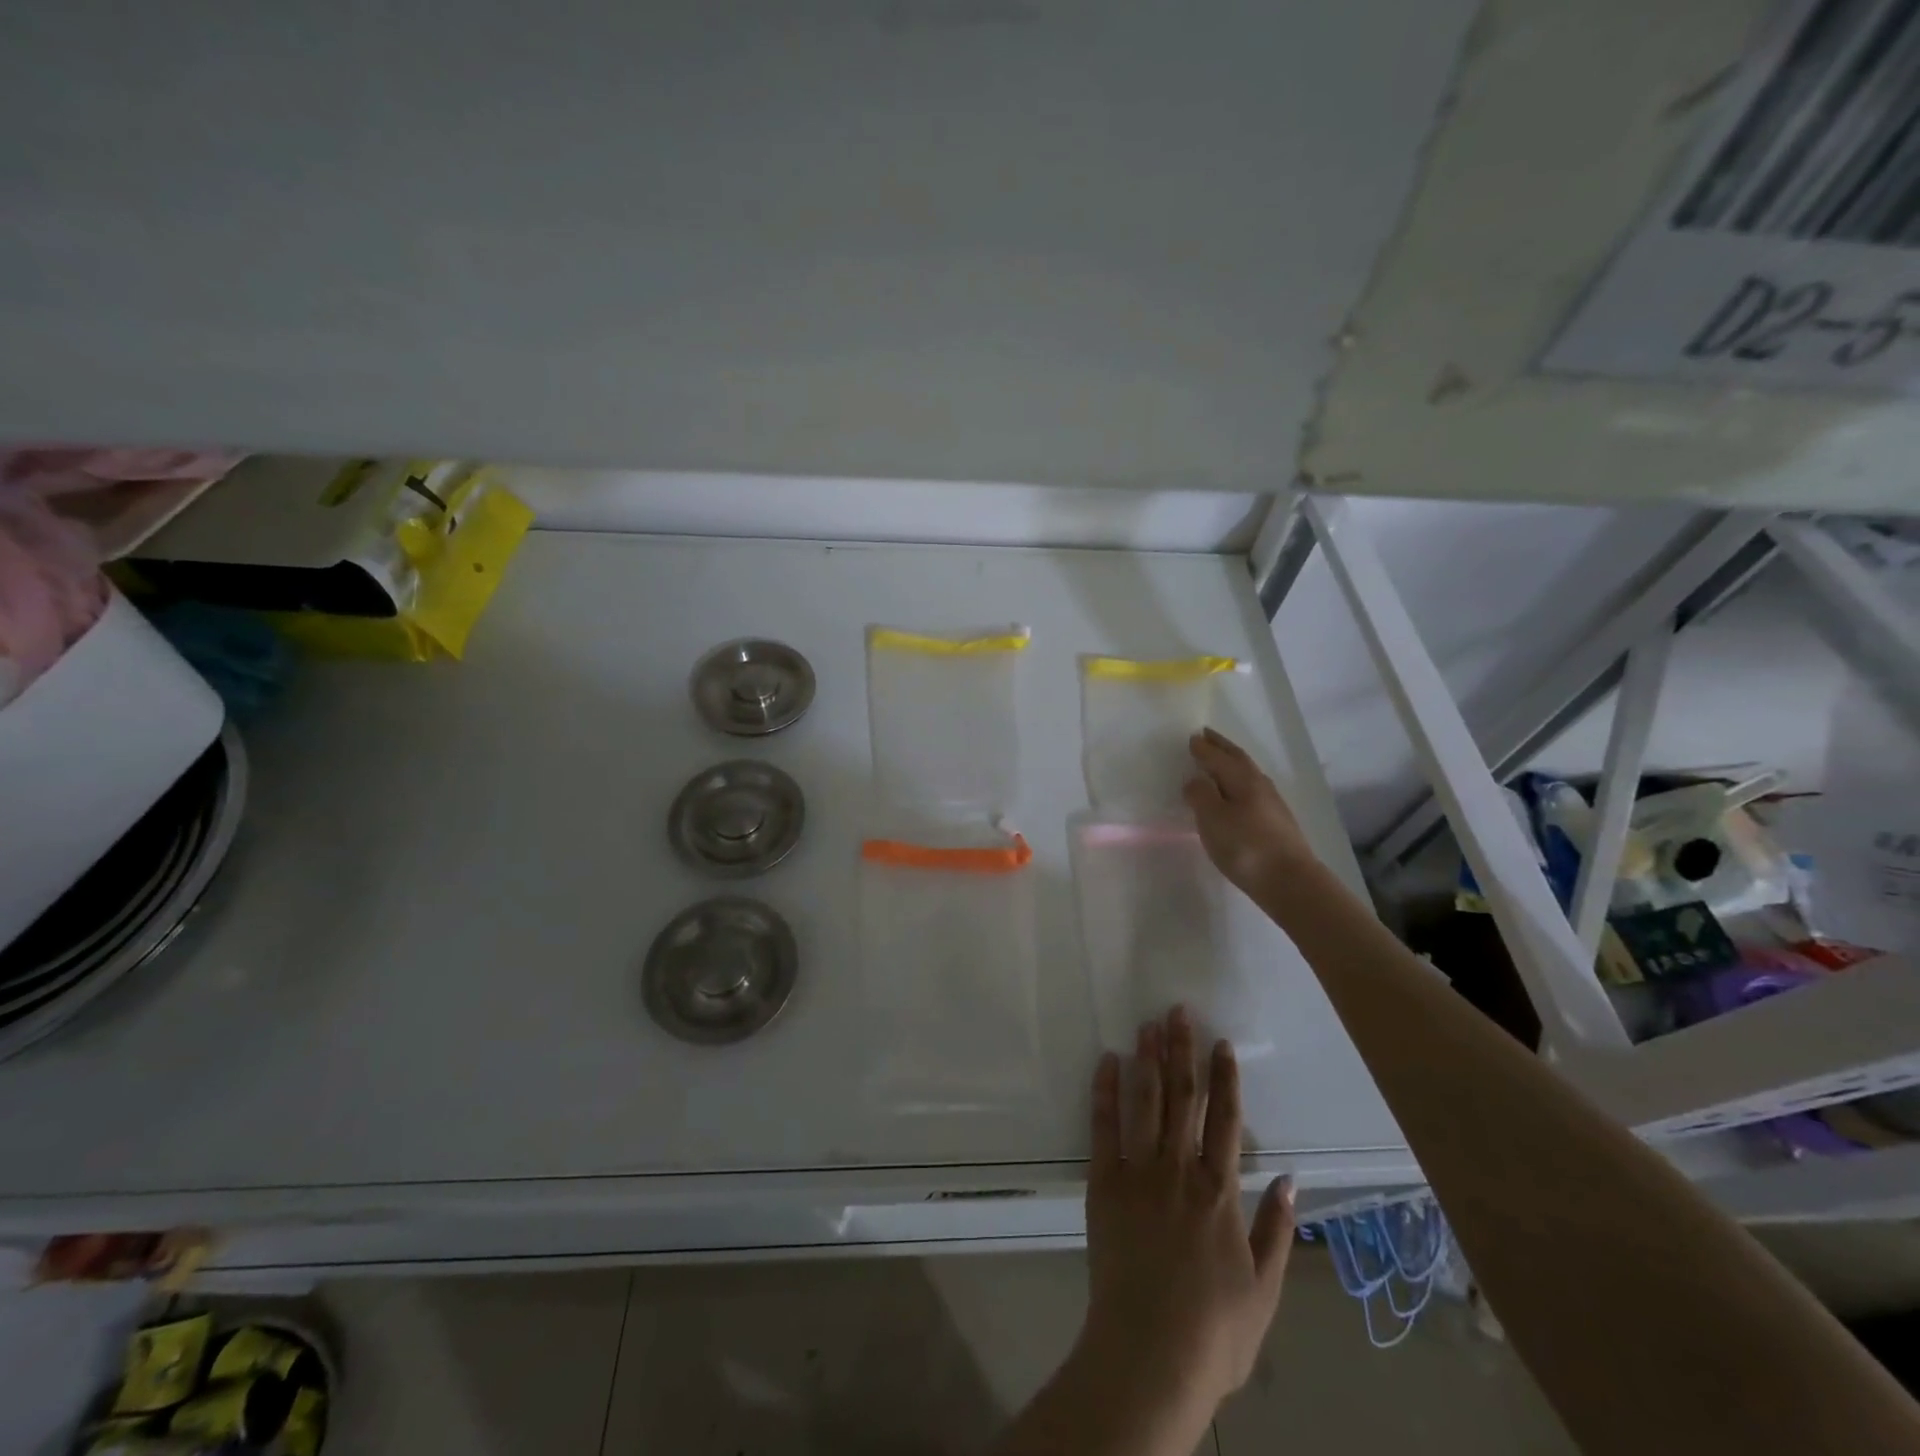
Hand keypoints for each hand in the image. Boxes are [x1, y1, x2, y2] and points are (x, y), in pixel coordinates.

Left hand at [1080, 1007, 1294, 1415]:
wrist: (1149, 1355)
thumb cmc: (1214, 1332)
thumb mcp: (1264, 1289)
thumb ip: (1276, 1230)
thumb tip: (1291, 1179)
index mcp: (1220, 1192)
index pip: (1225, 1120)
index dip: (1225, 1079)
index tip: (1222, 1043)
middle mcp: (1179, 1170)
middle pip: (1182, 1098)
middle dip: (1181, 1051)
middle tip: (1178, 1010)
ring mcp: (1138, 1173)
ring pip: (1145, 1102)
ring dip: (1147, 1059)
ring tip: (1147, 1024)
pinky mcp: (1103, 1184)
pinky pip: (1103, 1128)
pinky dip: (1105, 1092)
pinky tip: (1107, 1062)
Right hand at [1184, 728, 1316, 899]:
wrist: (1290, 882)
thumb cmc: (1245, 846)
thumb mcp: (1212, 819)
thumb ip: (1200, 795)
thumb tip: (1195, 780)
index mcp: (1243, 779)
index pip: (1219, 757)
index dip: (1204, 748)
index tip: (1192, 737)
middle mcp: (1259, 785)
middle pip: (1238, 759)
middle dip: (1221, 747)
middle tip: (1206, 736)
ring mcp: (1272, 804)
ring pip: (1247, 774)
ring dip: (1231, 763)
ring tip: (1218, 762)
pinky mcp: (1277, 822)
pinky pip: (1252, 790)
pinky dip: (1238, 783)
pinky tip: (1235, 794)